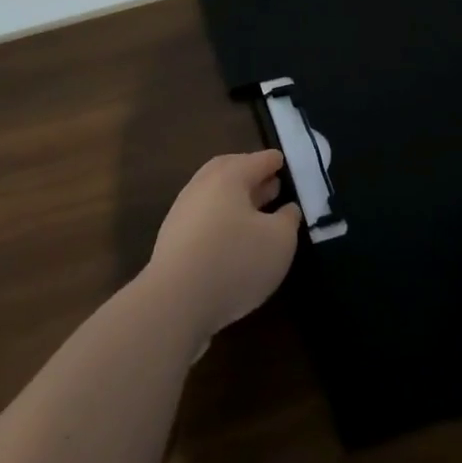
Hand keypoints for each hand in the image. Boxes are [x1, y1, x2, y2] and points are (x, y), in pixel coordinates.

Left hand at [147, 150, 302, 340]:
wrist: (175, 301)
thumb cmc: (235, 261)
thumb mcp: (280, 240)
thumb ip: (288, 219)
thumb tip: (287, 208)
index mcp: (229, 176)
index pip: (258, 160)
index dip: (275, 161)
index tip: (285, 162)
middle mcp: (202, 186)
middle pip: (230, 171)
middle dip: (251, 175)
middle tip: (271, 183)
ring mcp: (183, 213)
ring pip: (215, 195)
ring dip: (237, 199)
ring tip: (257, 213)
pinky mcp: (173, 240)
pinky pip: (204, 218)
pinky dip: (222, 219)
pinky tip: (234, 238)